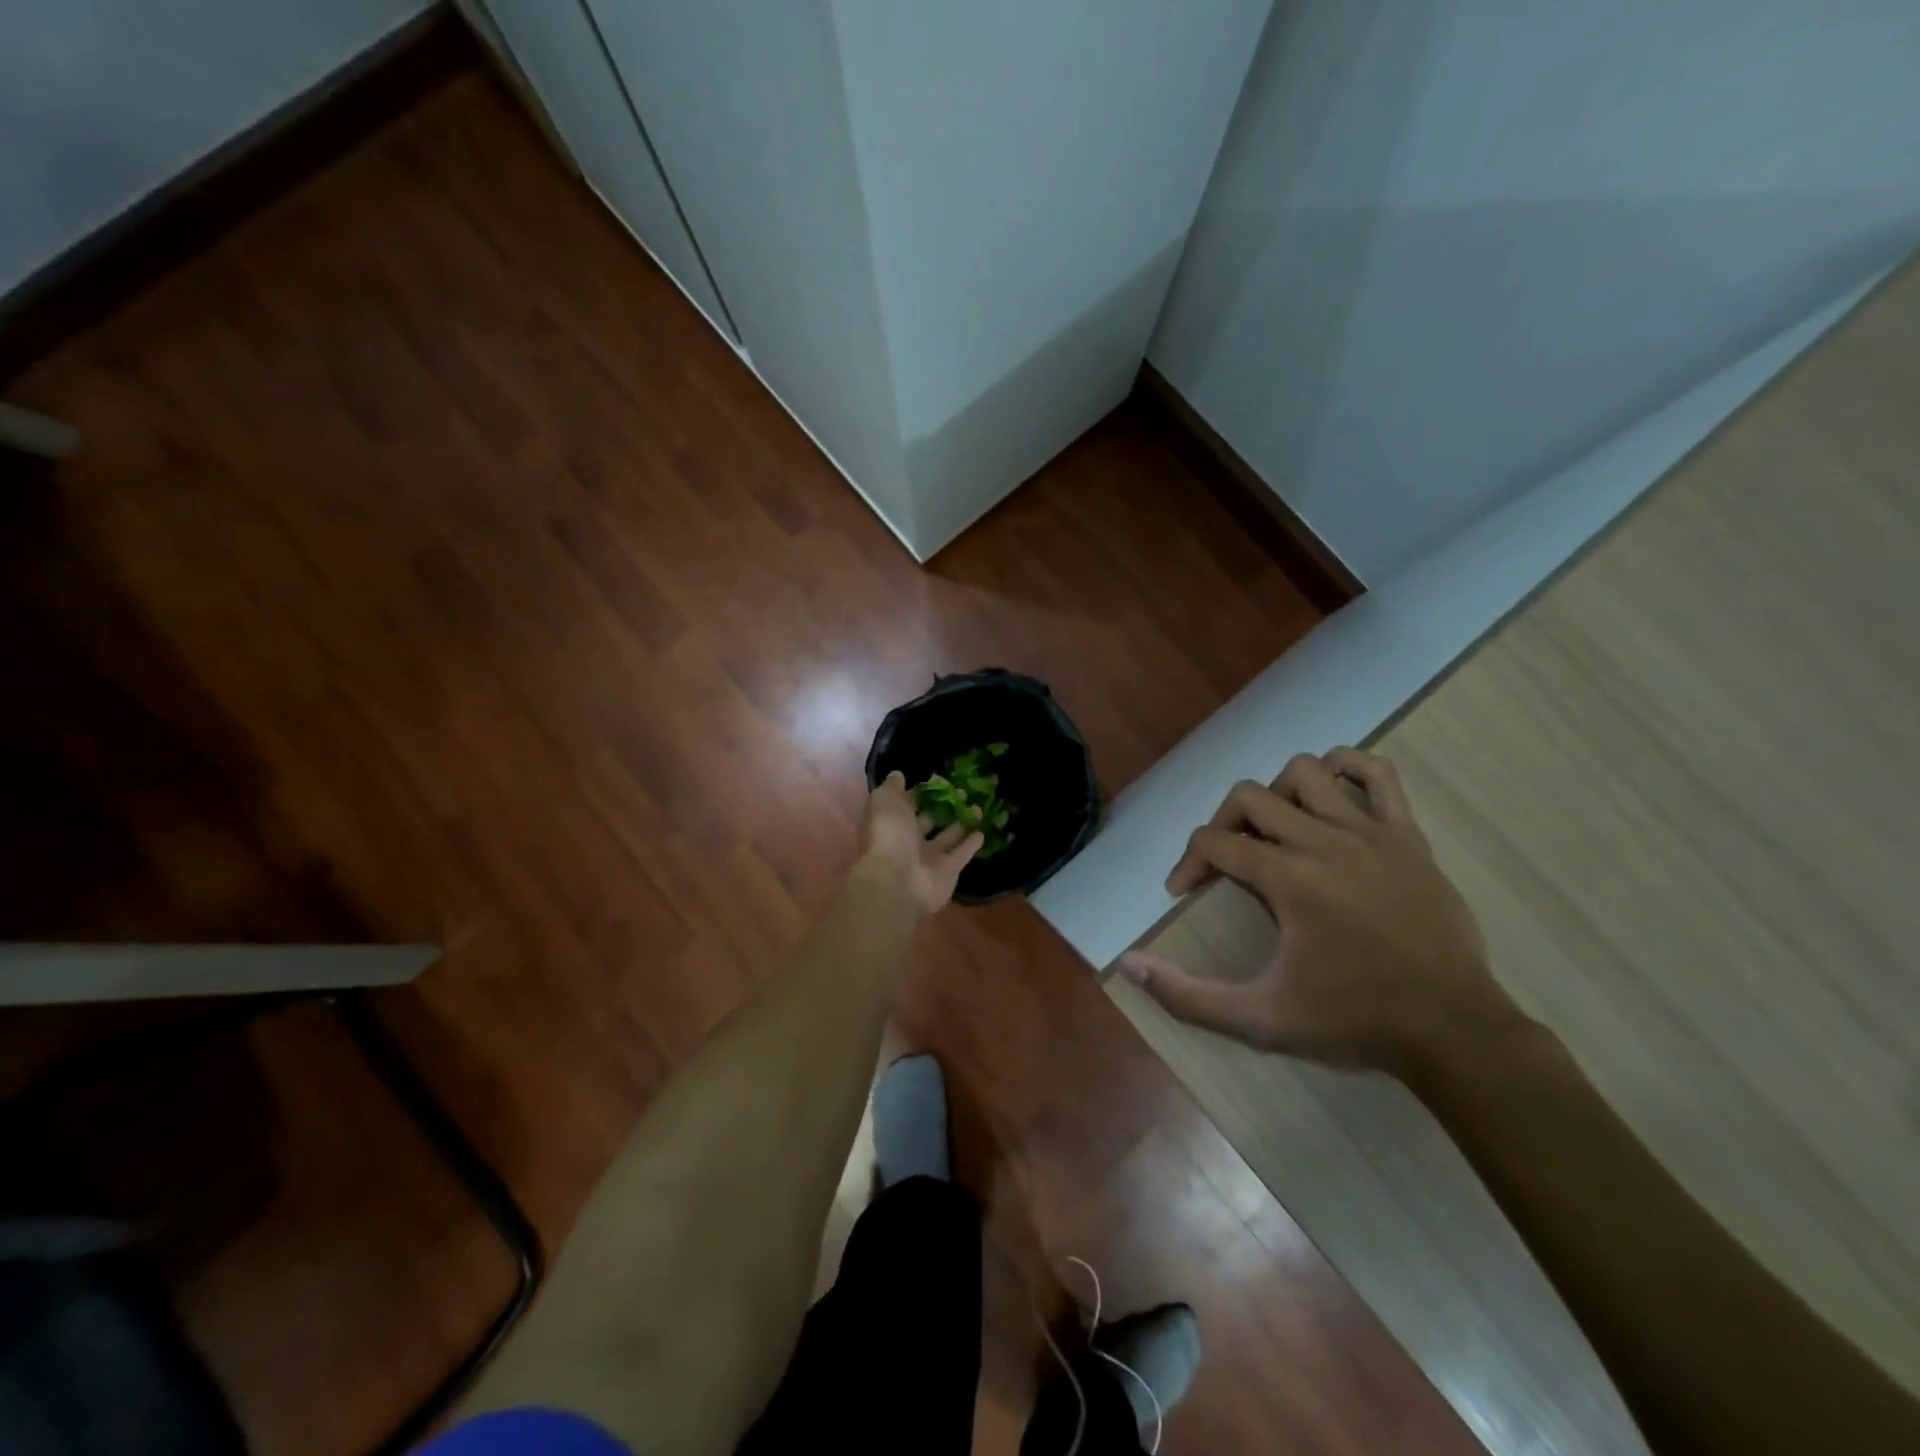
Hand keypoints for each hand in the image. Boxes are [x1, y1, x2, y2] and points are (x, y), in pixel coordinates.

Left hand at [857, 772, 983, 916]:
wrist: (898, 881)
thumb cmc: (889, 835)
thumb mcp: (885, 801)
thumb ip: (892, 787)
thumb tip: (898, 775)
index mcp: (892, 823)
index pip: (907, 804)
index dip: (922, 792)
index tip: (940, 780)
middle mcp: (909, 841)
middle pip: (929, 820)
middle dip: (944, 806)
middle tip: (963, 791)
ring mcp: (929, 858)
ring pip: (948, 836)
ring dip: (962, 822)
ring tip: (978, 806)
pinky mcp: (948, 872)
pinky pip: (961, 854)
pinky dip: (971, 844)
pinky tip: (982, 831)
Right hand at [1118, 749, 1525, 1077]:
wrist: (1453, 1031)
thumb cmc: (1353, 1022)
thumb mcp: (1260, 1018)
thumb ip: (1187, 995)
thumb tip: (1129, 964)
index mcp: (1288, 879)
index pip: (1212, 842)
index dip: (1186, 864)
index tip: (1184, 894)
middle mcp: (1324, 841)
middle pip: (1248, 797)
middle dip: (1222, 825)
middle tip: (1226, 864)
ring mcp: (1371, 832)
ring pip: (1305, 771)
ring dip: (1278, 795)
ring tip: (1276, 834)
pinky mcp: (1408, 835)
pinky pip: (1378, 773)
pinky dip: (1347, 769)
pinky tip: (1332, 798)